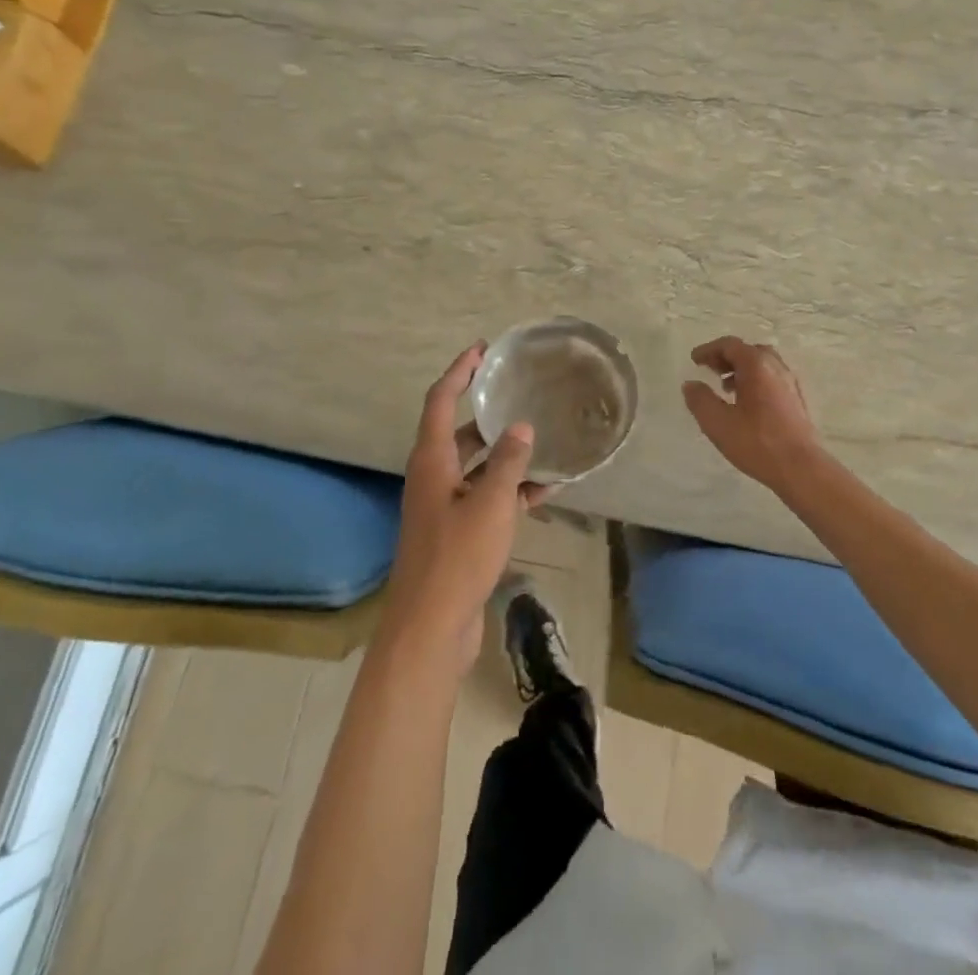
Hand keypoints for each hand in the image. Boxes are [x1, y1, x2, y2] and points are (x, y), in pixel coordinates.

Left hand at [382, 342, 539, 675]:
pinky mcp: (458, 533)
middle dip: (489, 413)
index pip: (441, 400)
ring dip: (507, 455)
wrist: (431, 627)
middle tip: (521, 393)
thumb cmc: (457, 557)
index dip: (459, 371)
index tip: (482, 349)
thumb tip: (521, 428)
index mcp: (432, 461)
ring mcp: (445, 507)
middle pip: (461, 432)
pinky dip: (512, 491)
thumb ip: (508, 463)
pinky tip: (546, 489)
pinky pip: (487, 499)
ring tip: (543, 438)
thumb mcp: (490, 504)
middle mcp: (434, 477)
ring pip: (478, 467)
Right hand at [682, 336, 825, 489]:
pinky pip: (773, 378)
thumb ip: (700, 400)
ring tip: (726, 388)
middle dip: (726, 357)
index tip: (694, 360)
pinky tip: (748, 403)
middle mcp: (776, 367)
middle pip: (748, 350)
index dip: (709, 350)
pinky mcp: (797, 399)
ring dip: (742, 369)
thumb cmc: (757, 442)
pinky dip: (756, 380)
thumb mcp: (718, 423)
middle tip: (710, 370)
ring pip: (763, 364)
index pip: (730, 345)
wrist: (801, 468)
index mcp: (757, 366)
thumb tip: (691, 384)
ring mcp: (791, 382)